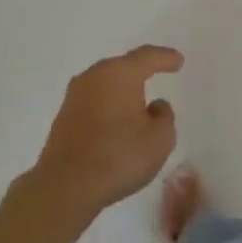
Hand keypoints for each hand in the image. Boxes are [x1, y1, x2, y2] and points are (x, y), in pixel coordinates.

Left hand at [31, 45, 181, 218]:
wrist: (65, 186)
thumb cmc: (118, 157)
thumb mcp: (159, 139)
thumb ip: (164, 116)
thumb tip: (154, 106)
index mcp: (120, 73)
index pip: (147, 57)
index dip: (165, 58)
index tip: (178, 61)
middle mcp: (94, 76)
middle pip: (122, 66)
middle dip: (140, 70)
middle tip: (157, 73)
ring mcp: (75, 96)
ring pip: (105, 84)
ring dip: (121, 90)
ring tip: (137, 101)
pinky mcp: (63, 117)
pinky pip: (93, 102)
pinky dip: (107, 106)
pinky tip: (115, 122)